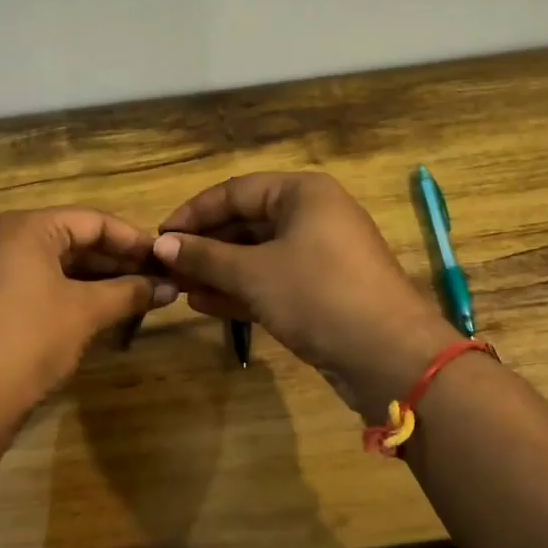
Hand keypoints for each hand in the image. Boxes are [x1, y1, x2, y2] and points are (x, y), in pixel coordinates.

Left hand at [0, 208, 177, 431]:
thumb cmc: (29, 340)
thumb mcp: (86, 312)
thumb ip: (130, 293)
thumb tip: (170, 287)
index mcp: (25, 228)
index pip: (93, 221)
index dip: (133, 240)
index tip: (166, 259)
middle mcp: (2, 240)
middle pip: (72, 239)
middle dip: (116, 261)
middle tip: (156, 280)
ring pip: (55, 264)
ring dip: (96, 279)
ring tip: (135, 296)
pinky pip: (36, 284)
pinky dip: (70, 293)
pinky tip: (99, 311)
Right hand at [151, 173, 458, 418]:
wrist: (388, 356)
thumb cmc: (318, 294)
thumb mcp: (254, 273)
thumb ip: (205, 256)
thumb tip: (162, 244)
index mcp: (303, 193)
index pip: (235, 191)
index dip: (194, 213)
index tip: (159, 237)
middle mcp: (313, 216)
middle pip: (246, 222)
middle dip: (205, 246)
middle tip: (166, 267)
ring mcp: (319, 256)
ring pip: (258, 255)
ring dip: (218, 271)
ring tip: (178, 288)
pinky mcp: (321, 291)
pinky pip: (272, 281)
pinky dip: (241, 290)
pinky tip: (204, 304)